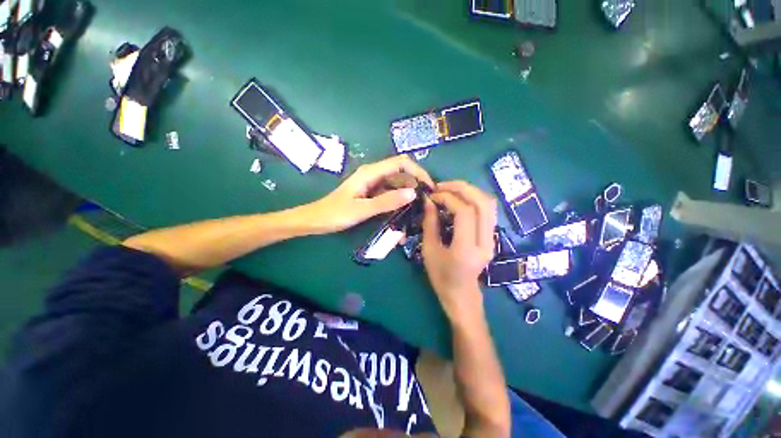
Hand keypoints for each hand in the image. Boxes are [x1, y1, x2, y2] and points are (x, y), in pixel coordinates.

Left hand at [303, 155, 433, 233]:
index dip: (418, 171)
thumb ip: (387, 201)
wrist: (316, 220)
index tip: (429, 187)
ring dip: (407, 196)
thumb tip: (413, 193)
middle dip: (415, 185)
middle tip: (425, 204)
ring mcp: (373, 184)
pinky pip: (389, 194)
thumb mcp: (362, 209)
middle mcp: (374, 175)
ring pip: (396, 185)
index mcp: (371, 172)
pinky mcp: (371, 193)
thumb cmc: (335, 213)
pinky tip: (403, 214)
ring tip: (417, 212)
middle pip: (401, 173)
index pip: (401, 163)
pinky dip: (398, 202)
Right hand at [422, 181, 496, 321]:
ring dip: (469, 191)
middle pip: (482, 203)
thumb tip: (429, 201)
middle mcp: (485, 242)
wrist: (461, 295)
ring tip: (450, 189)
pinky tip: (459, 198)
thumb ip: (429, 223)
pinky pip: (487, 210)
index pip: (464, 213)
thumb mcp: (429, 250)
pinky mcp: (492, 236)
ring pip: (489, 204)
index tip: (432, 196)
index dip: (448, 198)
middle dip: (462, 188)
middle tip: (442, 185)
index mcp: (466, 250)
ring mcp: (492, 239)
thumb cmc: (440, 277)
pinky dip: (473, 198)